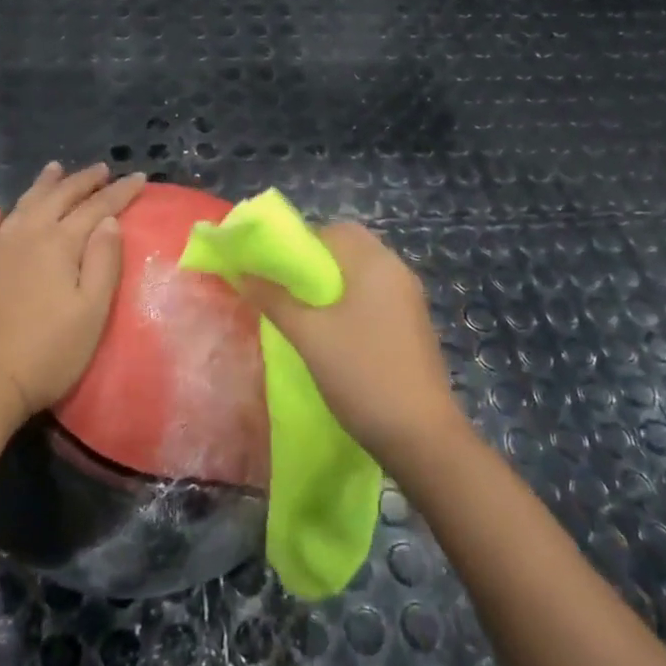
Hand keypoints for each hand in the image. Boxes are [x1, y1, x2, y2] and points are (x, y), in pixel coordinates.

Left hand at [0, 162, 147, 420]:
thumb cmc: (47, 350)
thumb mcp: (91, 310)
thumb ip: (103, 261)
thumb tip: (109, 221)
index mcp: (60, 243)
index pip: (97, 208)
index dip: (120, 192)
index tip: (140, 177)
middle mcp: (27, 235)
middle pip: (58, 197)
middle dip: (83, 181)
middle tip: (102, 169)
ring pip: (23, 205)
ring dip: (43, 185)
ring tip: (55, 169)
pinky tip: (0, 209)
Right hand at [238, 222, 464, 471]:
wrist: (421, 436)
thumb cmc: (361, 374)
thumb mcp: (309, 336)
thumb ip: (274, 299)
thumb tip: (243, 273)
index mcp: (375, 262)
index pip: (332, 230)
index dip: (299, 243)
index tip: (273, 269)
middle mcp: (397, 271)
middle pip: (349, 249)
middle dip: (314, 264)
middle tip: (285, 291)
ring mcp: (409, 299)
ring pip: (362, 275)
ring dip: (332, 285)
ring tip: (303, 313)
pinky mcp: (413, 325)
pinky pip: (376, 297)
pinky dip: (351, 303)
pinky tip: (333, 333)